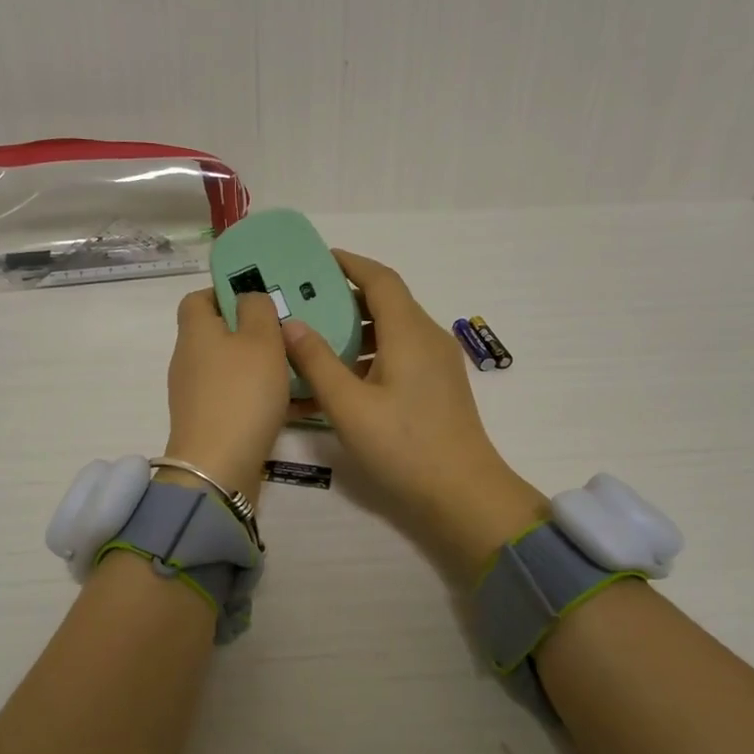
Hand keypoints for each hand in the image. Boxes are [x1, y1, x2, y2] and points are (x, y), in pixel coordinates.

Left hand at [162, 288, 290, 504]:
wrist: (219, 467)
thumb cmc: (242, 393)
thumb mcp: (260, 340)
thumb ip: (258, 310)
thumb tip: (248, 298)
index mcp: (196, 332)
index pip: (198, 298)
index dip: (225, 292)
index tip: (259, 298)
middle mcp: (190, 359)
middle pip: (220, 334)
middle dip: (254, 331)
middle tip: (289, 331)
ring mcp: (198, 394)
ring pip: (234, 368)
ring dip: (264, 365)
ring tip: (301, 365)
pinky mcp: (211, 422)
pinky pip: (241, 398)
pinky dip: (266, 397)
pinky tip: (301, 402)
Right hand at [280, 251, 546, 581]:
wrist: (462, 494)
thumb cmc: (403, 447)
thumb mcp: (348, 406)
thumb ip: (317, 362)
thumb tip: (290, 324)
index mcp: (409, 332)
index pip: (379, 279)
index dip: (349, 263)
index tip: (316, 260)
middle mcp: (427, 338)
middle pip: (387, 302)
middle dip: (346, 298)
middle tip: (306, 303)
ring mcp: (437, 364)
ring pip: (393, 331)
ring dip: (357, 331)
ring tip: (316, 341)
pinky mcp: (438, 387)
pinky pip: (400, 355)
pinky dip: (371, 356)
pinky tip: (342, 380)